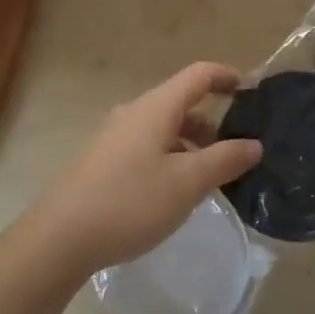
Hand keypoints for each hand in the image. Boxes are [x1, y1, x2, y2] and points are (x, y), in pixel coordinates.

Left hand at [20, 63, 261, 278]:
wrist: (60, 238)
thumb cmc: (130, 202)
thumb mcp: (187, 183)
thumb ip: (225, 159)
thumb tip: (254, 144)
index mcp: (156, 107)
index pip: (198, 75)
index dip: (226, 77)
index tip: (251, 92)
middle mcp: (134, 113)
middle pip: (181, 102)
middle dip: (213, 121)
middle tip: (238, 150)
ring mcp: (114, 137)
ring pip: (163, 128)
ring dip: (191, 143)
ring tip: (210, 177)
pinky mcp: (102, 161)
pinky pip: (147, 147)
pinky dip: (170, 157)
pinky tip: (175, 191)